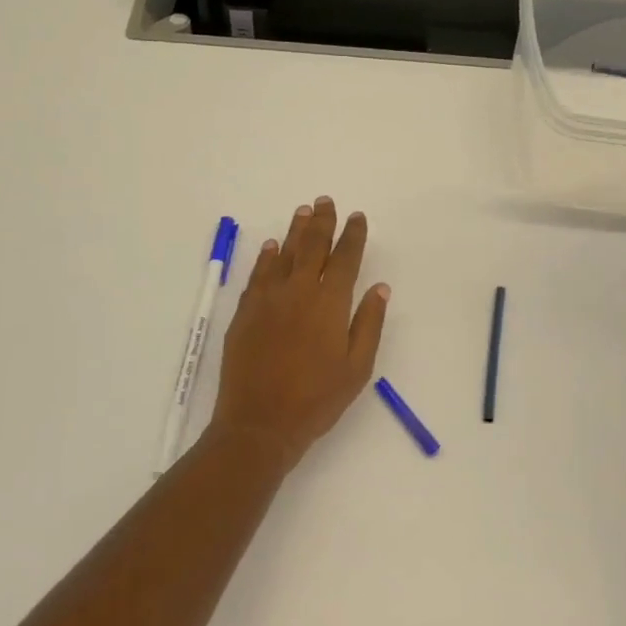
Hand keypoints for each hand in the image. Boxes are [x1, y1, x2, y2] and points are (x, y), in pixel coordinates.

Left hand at [207, 197, 389, 471]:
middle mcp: (298, 291)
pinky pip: (258, 274)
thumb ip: (369, 324)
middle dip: (322, 222)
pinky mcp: (245, 312)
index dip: (352, 235)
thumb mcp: (357, 368)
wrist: (259, 423)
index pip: (345, 258)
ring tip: (303, 212)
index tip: (357, 217)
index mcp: (330, 303)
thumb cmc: (317, 400)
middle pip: (312, 246)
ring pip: (282, 254)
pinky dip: (266, 257)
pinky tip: (270, 247)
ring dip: (294, 231)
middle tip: (325, 201)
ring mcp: (267, 299)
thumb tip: (380, 288)